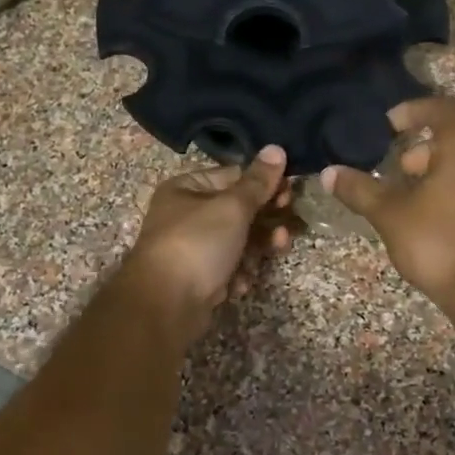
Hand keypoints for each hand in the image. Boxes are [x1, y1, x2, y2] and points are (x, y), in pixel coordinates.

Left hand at [121, 147, 292, 340]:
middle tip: (288, 226)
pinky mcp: (198, 278)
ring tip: (278, 249)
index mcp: (186, 188)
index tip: (290, 193)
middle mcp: (185, 215)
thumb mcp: (232, 207)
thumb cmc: (197, 244)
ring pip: (236, 241)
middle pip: (237, 211)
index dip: (263, 184)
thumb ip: (257, 182)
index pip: (233, 176)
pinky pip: (227, 268)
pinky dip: (239, 273)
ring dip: (258, 247)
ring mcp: (191, 249)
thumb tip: (276, 148)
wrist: (165, 305)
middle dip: (266, 219)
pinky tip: (240, 282)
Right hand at [322, 97, 454, 303]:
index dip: (412, 112)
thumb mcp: (390, 213)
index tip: (388, 125)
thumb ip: (360, 189)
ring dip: (438, 171)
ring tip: (409, 195)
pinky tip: (432, 217)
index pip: (440, 108)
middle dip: (423, 148)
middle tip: (397, 166)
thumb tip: (329, 173)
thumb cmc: (438, 239)